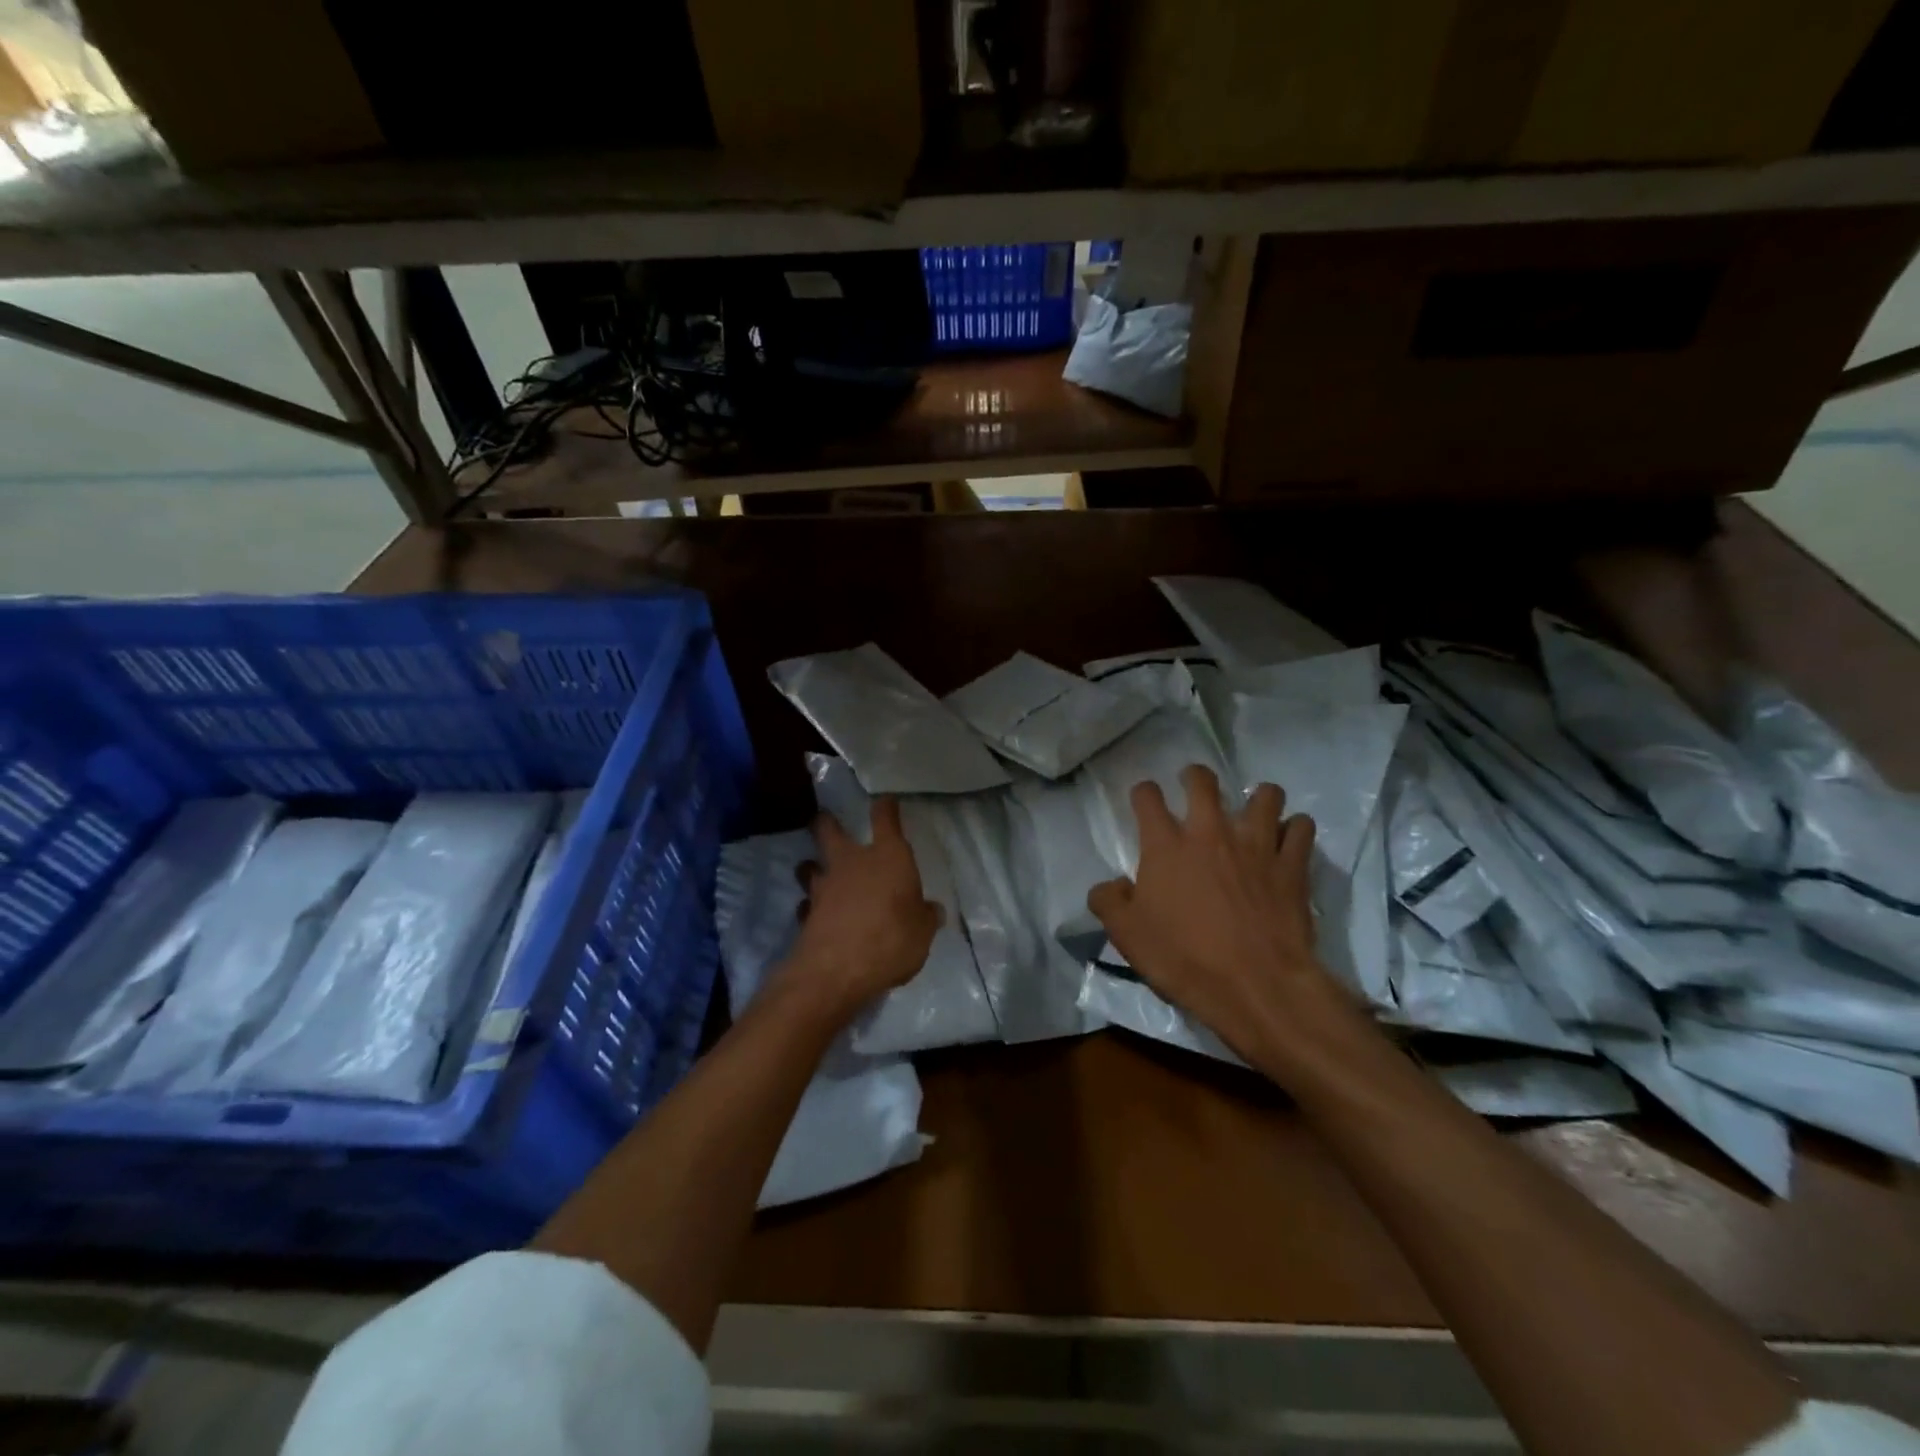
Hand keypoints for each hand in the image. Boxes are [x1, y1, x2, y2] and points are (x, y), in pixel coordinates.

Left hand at [784, 797, 942, 1022]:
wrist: (838, 970)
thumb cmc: (892, 939)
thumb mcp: (922, 932)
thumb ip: (925, 917)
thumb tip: (932, 910)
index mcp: (888, 857)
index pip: (885, 819)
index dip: (885, 808)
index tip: (885, 801)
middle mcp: (852, 863)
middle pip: (830, 830)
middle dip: (826, 822)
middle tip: (825, 820)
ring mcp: (824, 887)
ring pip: (810, 865)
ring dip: (812, 866)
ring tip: (815, 871)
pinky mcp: (806, 914)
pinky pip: (806, 904)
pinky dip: (810, 907)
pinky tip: (816, 915)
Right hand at [1088, 766, 1346, 1067]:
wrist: (1256, 985)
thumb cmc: (1184, 959)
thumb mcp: (1126, 935)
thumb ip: (1108, 901)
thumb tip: (1110, 885)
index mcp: (1165, 845)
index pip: (1147, 797)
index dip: (1143, 793)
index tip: (1144, 801)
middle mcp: (1210, 832)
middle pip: (1203, 781)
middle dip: (1195, 777)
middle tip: (1194, 788)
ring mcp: (1256, 844)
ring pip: (1265, 795)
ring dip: (1257, 798)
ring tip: (1252, 812)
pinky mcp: (1292, 865)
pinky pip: (1302, 828)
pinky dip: (1295, 829)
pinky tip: (1288, 841)